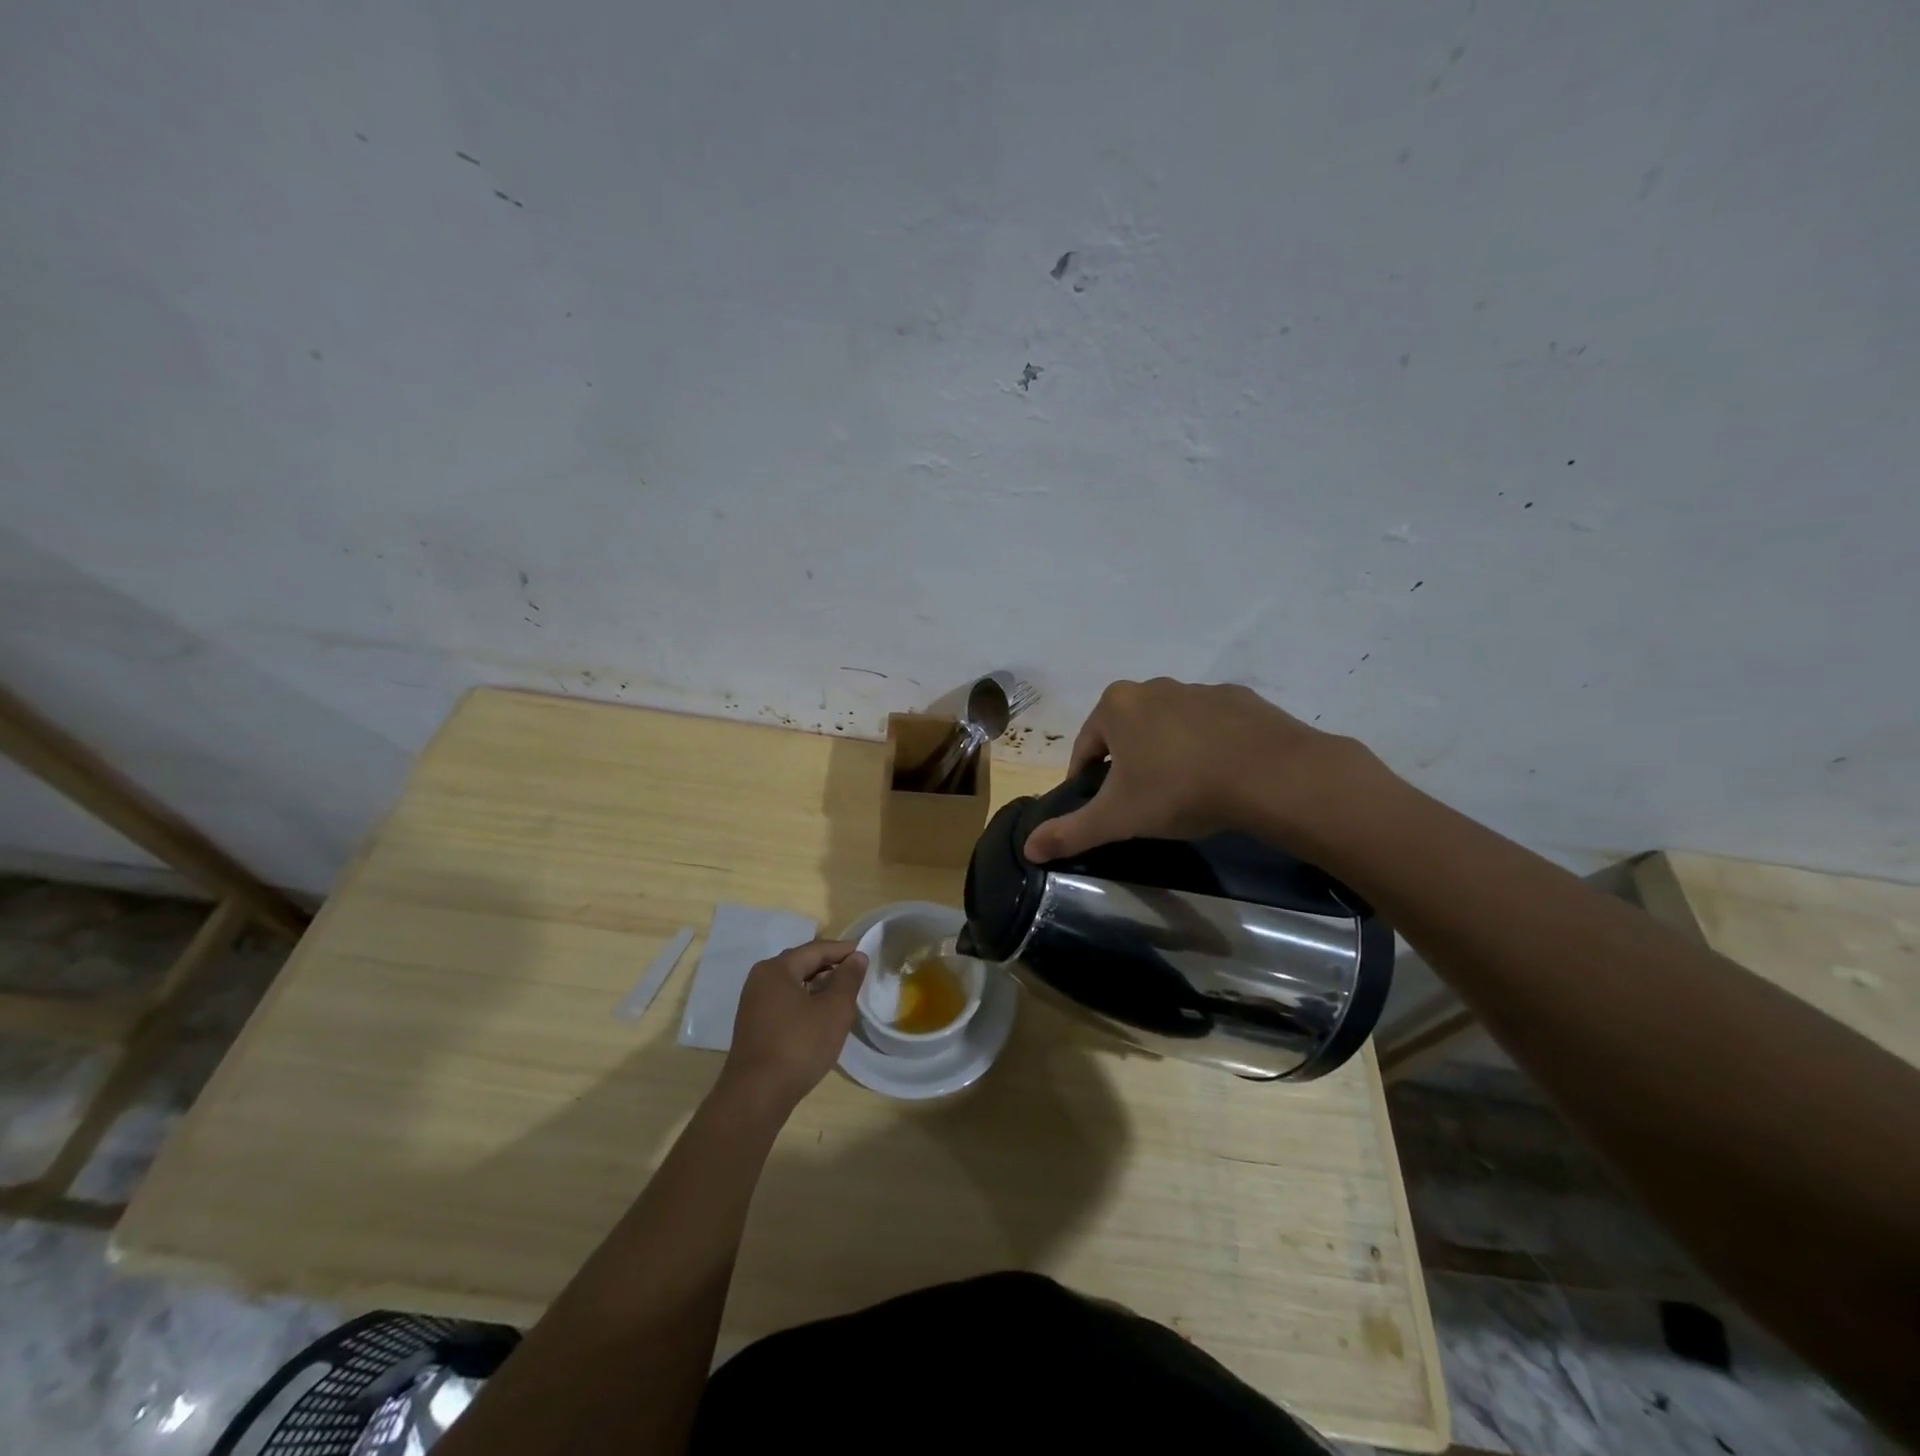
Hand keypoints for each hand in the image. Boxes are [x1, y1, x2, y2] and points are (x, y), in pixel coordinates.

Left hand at [722, 940, 867, 1110]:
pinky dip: (805, 1002)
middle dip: (830, 967)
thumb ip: (848, 979)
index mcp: (776, 969)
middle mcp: (760, 980)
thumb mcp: (834, 1010)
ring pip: (793, 984)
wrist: (757, 1096)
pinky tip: (821, 1016)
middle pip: (801, 964)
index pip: (816, 949)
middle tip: (857, 973)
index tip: (866, 953)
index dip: (843, 950)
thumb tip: (857, 956)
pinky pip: (785, 1002)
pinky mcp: (754, 1026)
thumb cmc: (799, 1046)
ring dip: (818, 986)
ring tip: (843, 994)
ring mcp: (753, 1004)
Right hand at [1022, 678, 1367, 861]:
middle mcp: (1153, 687)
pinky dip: (1206, 746)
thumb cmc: (1179, 789)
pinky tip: (1220, 776)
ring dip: (1167, 753)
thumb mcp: (1118, 818)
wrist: (1271, 774)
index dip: (1087, 780)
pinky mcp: (1240, 699)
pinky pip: (1209, 725)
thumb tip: (1027, 848)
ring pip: (1168, 726)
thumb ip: (1070, 831)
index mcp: (1116, 706)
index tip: (1102, 808)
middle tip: (1143, 804)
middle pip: (1126, 732)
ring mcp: (1199, 690)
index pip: (1086, 747)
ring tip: (1184, 792)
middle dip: (1128, 764)